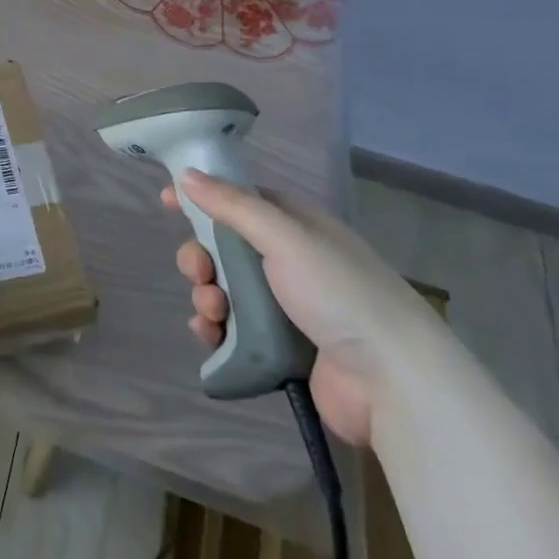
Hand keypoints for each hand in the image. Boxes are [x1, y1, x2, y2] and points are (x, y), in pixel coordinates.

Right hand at [166, 171, 439, 446]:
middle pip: (225, 248)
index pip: (240, 200)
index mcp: (297, 227)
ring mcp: (285, 308)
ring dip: (206, 295)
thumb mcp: (286, 237)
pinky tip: (211, 336)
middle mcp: (289, 262)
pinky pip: (232, 330)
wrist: (391, 382)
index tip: (167, 201)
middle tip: (200, 272)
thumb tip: (186, 176)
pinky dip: (214, 329)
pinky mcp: (279, 349)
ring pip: (224, 290)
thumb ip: (233, 205)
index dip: (204, 198)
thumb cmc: (339, 293)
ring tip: (213, 312)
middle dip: (201, 257)